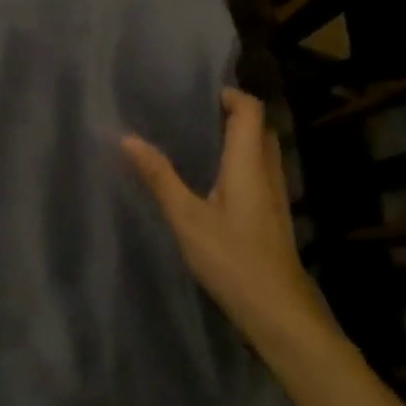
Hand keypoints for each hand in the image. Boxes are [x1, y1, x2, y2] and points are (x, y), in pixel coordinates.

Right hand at [122, 89, 324, 353]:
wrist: (278, 311)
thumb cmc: (232, 259)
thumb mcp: (186, 217)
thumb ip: (159, 176)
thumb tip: (127, 138)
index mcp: (249, 164)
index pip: (250, 110)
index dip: (228, 95)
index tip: (195, 94)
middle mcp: (268, 172)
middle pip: (258, 127)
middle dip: (230, 113)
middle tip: (191, 114)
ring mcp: (275, 195)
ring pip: (260, 151)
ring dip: (235, 138)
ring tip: (195, 140)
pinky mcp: (272, 215)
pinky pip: (257, 172)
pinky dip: (237, 162)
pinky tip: (210, 180)